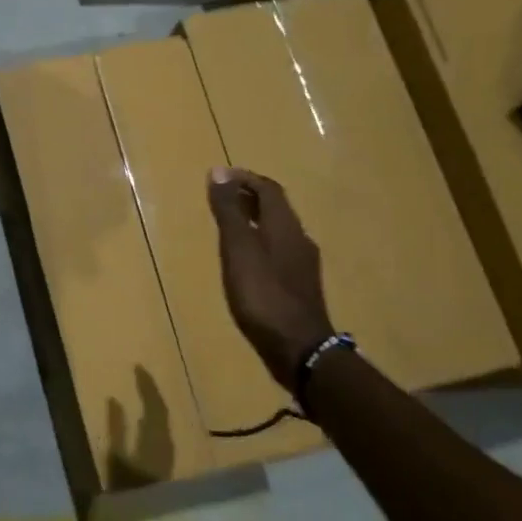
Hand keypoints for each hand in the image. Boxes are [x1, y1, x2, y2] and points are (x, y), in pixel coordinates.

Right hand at [207, 166, 333, 387]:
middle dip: (249, 196)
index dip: (244, 178)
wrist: (300, 348)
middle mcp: (299, 239)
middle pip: (276, 208)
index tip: (219, 176)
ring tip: (230, 225)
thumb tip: (218, 172)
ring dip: (255, 219)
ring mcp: (302, 265)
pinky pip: (279, 251)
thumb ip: (229, 212)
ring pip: (278, 230)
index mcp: (285, 226)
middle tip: (222, 196)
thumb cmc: (263, 295)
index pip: (268, 189)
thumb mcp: (238, 249)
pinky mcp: (300, 286)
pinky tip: (247, 260)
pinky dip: (260, 242)